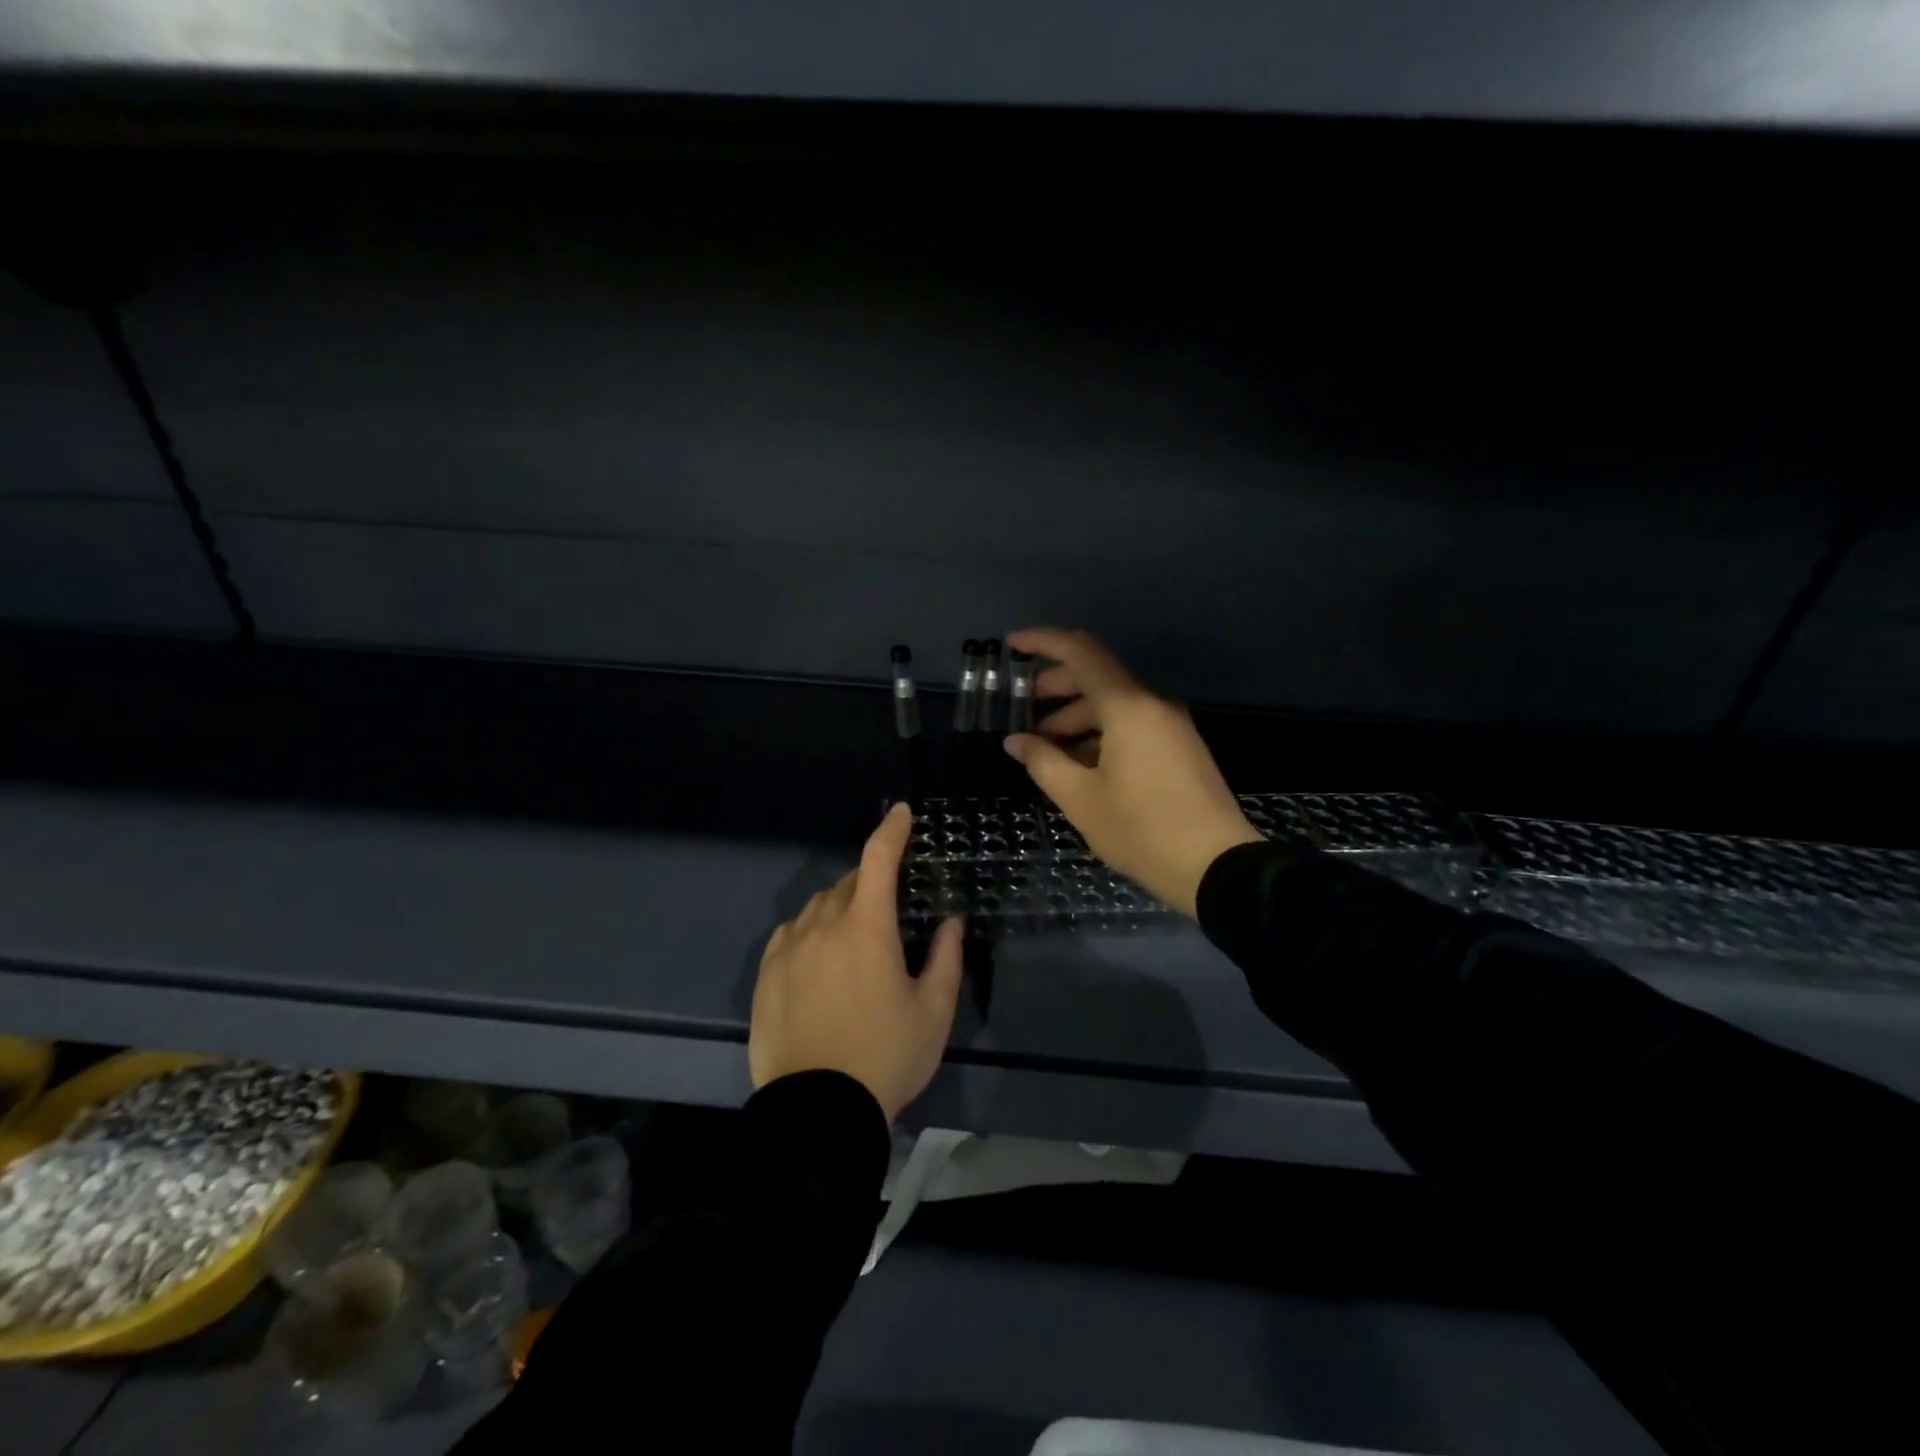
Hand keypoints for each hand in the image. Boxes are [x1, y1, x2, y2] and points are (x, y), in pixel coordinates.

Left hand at [749, 803, 965, 1121]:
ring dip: (841, 905)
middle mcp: (823, 927)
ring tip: (856, 937)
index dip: (892, 830)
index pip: (879, 860)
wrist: (817, 1113)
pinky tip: (818, 953)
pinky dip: (810, 929)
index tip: (902, 812)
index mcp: (867, 929)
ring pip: (818, 906)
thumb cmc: (886, 1057)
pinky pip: (790, 933)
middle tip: (890, 905)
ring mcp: (788, 950)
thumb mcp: (933, 1012)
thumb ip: (946, 958)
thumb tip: (951, 921)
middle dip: (872, 881)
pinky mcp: (766, 975)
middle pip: (849, 883)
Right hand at [1003, 627, 1263, 917]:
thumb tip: (1016, 741)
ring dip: (1076, 717)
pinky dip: (1101, 734)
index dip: (1044, 642)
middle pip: (1098, 677)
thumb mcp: (1081, 799)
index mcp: (1129, 707)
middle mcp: (1153, 705)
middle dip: (1056, 687)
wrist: (1217, 868)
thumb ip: (1043, 762)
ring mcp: (1171, 727)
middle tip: (1023, 709)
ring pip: (1115, 705)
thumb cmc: (1141, 830)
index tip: (1012, 644)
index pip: (1082, 653)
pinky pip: (1133, 726)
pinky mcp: (1180, 749)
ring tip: (1046, 747)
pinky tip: (1079, 763)